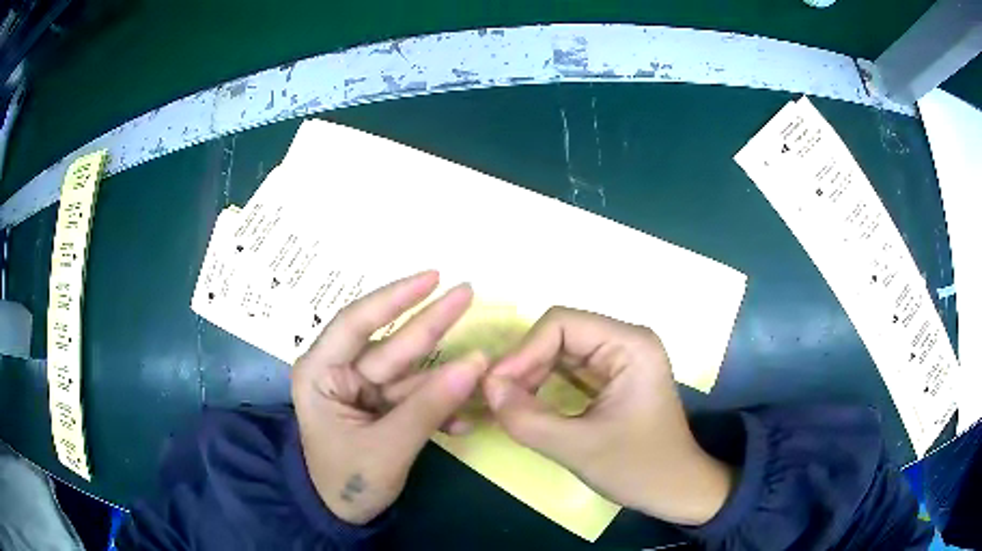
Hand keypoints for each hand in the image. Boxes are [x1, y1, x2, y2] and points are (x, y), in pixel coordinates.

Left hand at [291, 271, 488, 524]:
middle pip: (392, 344)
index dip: (395, 297)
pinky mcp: (382, 408)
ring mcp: (364, 391)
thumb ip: (429, 407)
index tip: (433, 276)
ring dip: (447, 377)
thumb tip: (476, 365)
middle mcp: (341, 373)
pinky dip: (440, 409)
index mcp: (321, 373)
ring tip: (485, 369)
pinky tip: (464, 423)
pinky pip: (415, 399)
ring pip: (411, 373)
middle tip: (469, 293)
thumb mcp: (387, 448)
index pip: (356, 322)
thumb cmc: (347, 482)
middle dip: (432, 324)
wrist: (342, 517)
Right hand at [483, 307, 734, 525]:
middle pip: (559, 335)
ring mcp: (619, 359)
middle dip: (524, 365)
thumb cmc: (639, 468)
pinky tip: (524, 405)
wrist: (676, 490)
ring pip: (559, 352)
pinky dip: (543, 386)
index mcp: (630, 344)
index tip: (495, 387)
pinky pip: (568, 371)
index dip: (523, 351)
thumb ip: (528, 419)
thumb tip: (485, 386)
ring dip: (530, 376)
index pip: (562, 324)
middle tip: (495, 399)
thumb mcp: (579, 448)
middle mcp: (625, 341)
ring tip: (504, 404)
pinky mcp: (612, 378)